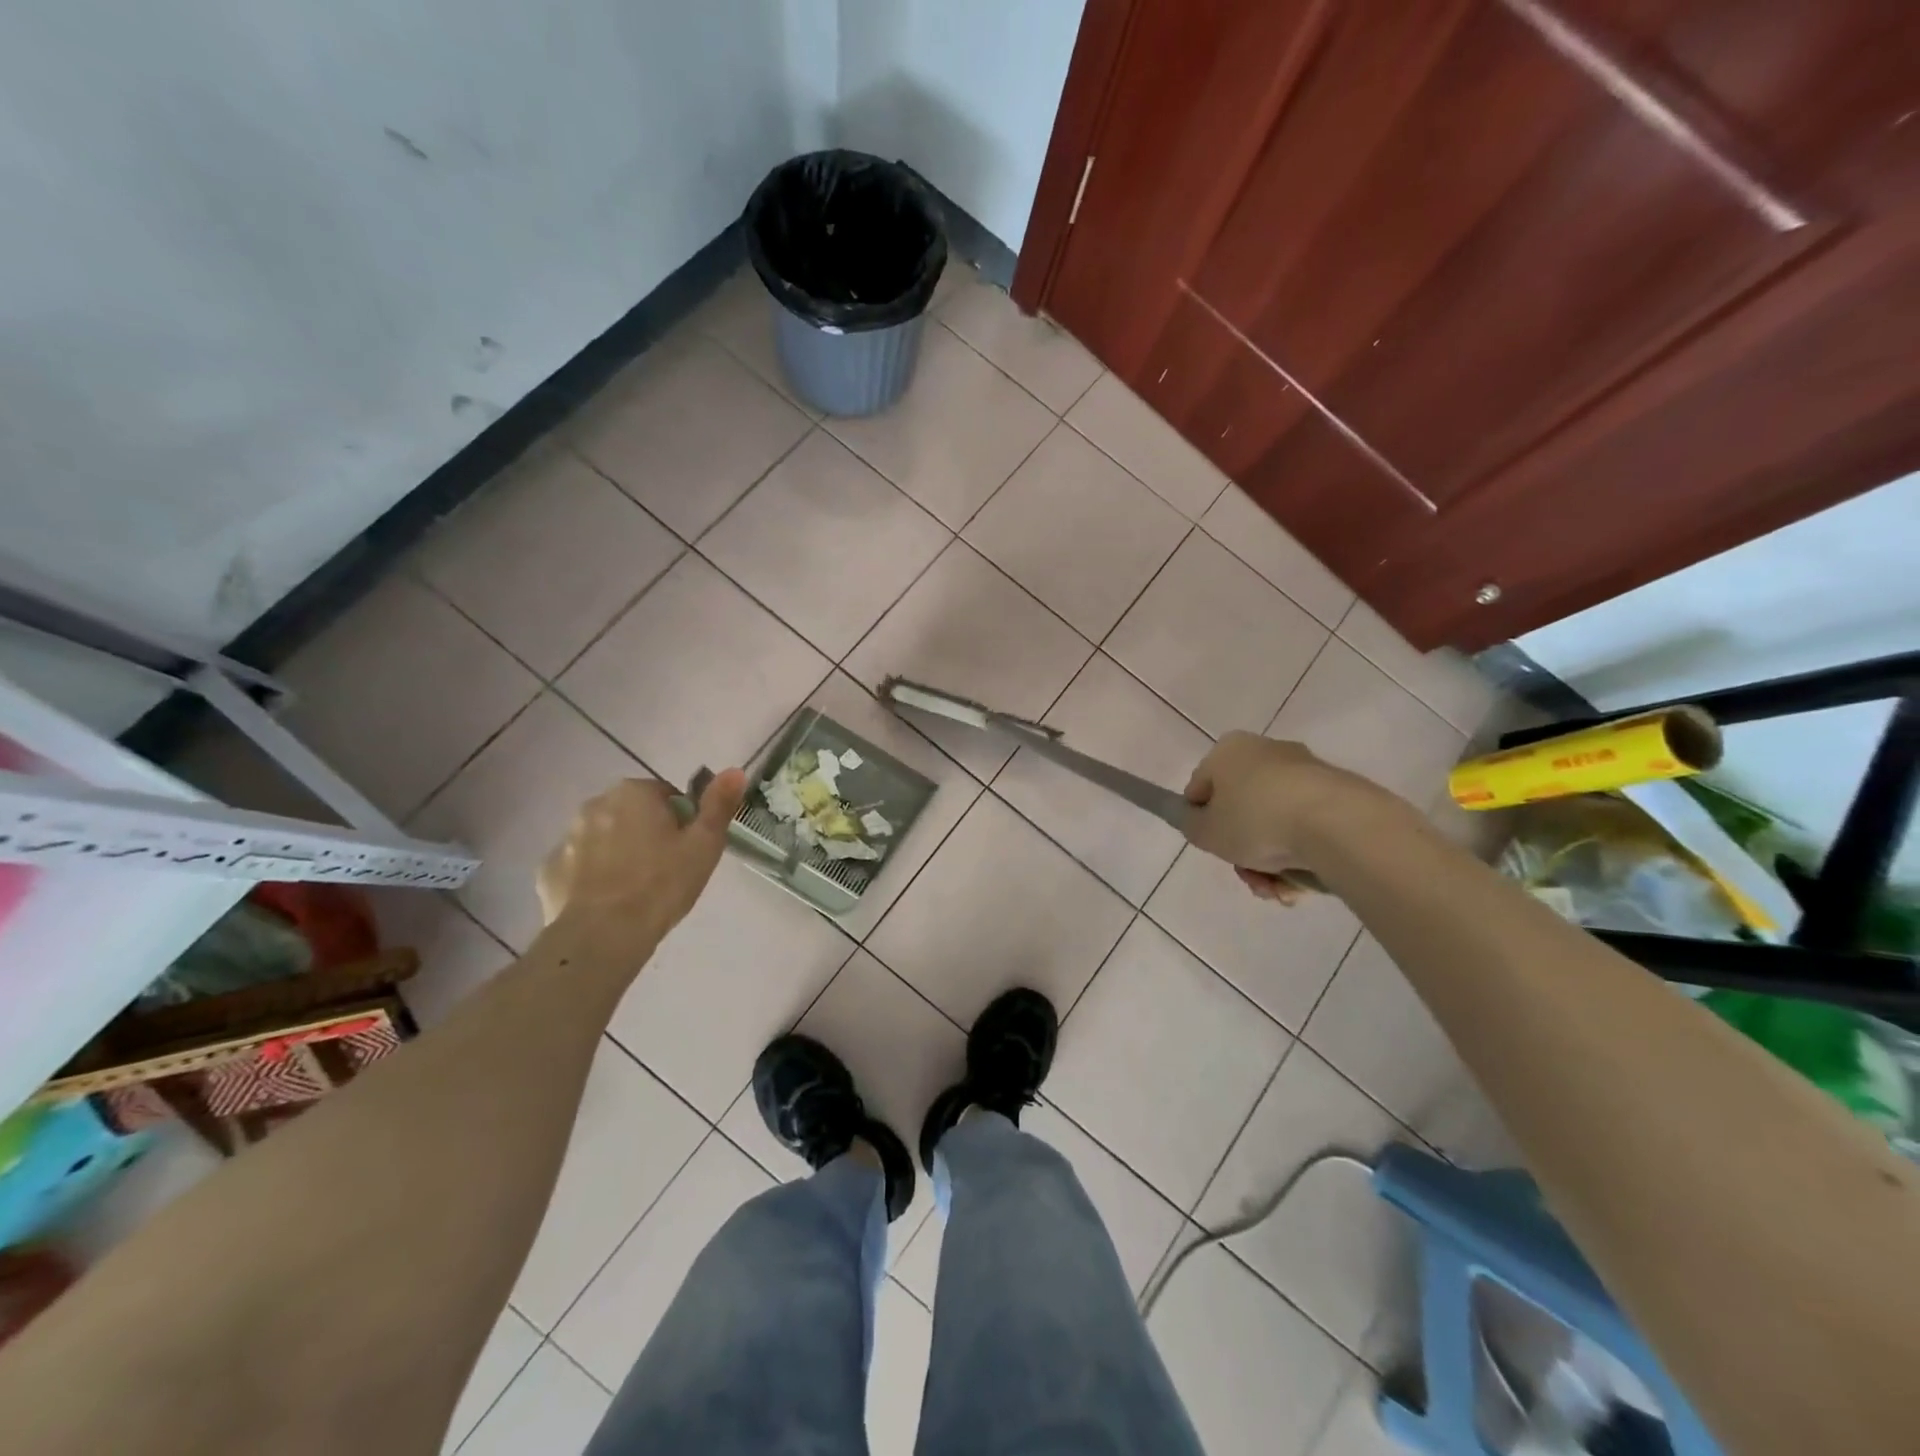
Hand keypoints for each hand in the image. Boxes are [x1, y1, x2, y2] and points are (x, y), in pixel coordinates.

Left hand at [537, 770, 747, 943]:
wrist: (604, 935)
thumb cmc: (662, 884)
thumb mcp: (705, 844)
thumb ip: (719, 804)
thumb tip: (735, 770)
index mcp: (633, 792)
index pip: (666, 796)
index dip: (681, 822)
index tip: (686, 850)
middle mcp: (594, 805)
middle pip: (632, 814)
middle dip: (647, 834)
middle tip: (666, 869)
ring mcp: (566, 838)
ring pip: (603, 838)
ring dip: (618, 853)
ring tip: (637, 889)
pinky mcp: (549, 871)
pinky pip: (579, 866)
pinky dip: (592, 877)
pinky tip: (608, 902)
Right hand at [1183, 733, 1370, 902]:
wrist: (1335, 823)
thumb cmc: (1256, 820)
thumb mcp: (1205, 831)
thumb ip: (1192, 826)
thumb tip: (1201, 822)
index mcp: (1228, 751)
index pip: (1200, 787)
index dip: (1200, 820)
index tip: (1212, 845)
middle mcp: (1266, 751)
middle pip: (1241, 809)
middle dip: (1242, 849)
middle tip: (1248, 875)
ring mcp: (1305, 771)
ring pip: (1275, 823)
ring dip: (1270, 861)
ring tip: (1277, 889)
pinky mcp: (1338, 793)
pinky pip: (1306, 827)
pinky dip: (1300, 855)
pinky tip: (1300, 883)